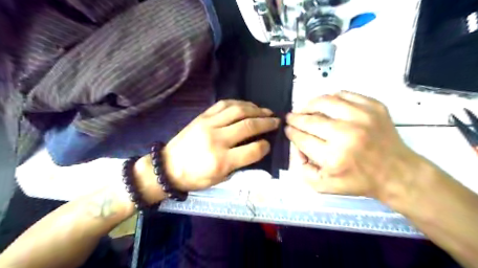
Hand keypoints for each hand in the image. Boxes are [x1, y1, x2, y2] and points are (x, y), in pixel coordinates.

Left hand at [162, 100, 280, 189]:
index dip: (265, 146)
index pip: (253, 150)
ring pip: (238, 110)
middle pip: (248, 125)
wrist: (168, 166)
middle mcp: (217, 139)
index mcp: (222, 160)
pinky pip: (224, 104)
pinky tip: (247, 105)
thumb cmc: (195, 177)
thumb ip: (241, 164)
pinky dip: (239, 103)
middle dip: (267, 122)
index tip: (269, 144)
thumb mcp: (220, 179)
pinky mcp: (202, 116)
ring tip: (266, 111)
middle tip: (276, 121)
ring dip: (256, 109)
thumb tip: (257, 149)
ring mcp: (208, 124)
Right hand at [283, 91, 425, 203]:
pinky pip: (345, 94)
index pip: (302, 138)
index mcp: (334, 157)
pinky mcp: (374, 107)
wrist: (397, 173)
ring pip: (325, 101)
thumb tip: (296, 148)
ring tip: (305, 108)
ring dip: (309, 104)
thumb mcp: (325, 186)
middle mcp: (346, 134)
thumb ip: (303, 170)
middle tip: (290, 117)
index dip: (291, 132)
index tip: (287, 129)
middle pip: (309, 120)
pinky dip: (331, 98)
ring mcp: (362, 117)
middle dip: (295, 118)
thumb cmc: (359, 181)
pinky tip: (327, 105)